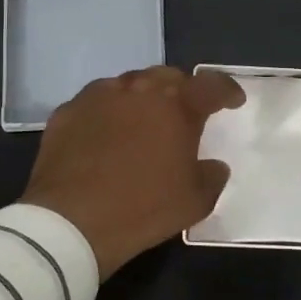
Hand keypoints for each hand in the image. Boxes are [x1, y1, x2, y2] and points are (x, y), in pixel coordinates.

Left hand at [22, 65, 244, 276]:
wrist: (70, 223)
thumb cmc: (143, 209)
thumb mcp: (195, 201)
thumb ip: (212, 176)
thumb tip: (213, 165)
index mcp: (177, 106)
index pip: (211, 85)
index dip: (227, 91)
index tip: (233, 101)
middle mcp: (139, 89)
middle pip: (168, 77)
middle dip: (182, 90)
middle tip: (185, 113)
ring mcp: (98, 96)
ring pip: (129, 84)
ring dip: (142, 98)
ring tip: (143, 121)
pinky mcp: (67, 112)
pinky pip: (95, 103)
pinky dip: (108, 113)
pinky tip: (105, 136)